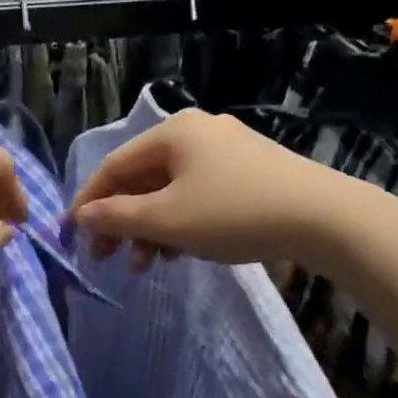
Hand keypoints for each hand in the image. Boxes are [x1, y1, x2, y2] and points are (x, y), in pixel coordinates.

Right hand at [68, 108, 361, 270]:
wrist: (326, 219)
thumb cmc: (234, 214)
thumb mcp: (167, 219)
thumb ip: (117, 217)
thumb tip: (82, 216)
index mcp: (173, 132)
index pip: (114, 166)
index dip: (88, 202)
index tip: (71, 236)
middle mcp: (198, 132)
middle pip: (142, 178)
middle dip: (121, 221)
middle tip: (107, 258)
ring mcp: (228, 150)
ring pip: (171, 189)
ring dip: (151, 227)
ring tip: (145, 265)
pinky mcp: (251, 171)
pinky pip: (198, 194)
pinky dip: (181, 221)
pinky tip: (179, 251)